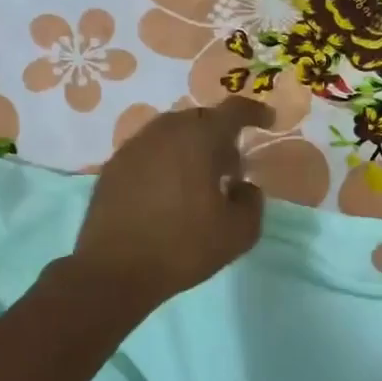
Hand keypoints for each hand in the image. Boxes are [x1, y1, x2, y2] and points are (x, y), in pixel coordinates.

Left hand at [72, 97, 274, 306]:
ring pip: (171, 133)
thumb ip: (252, 202)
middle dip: (220, 135)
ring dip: (191, 147)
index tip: (268, 122)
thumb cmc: (183, 248)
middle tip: (231, 167)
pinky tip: (168, 192)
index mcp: (199, 139)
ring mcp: (133, 147)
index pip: (233, 110)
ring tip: (199, 180)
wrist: (115, 270)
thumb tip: (243, 186)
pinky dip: (165, 161)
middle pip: (200, 119)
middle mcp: (164, 132)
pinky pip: (149, 152)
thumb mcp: (238, 233)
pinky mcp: (113, 167)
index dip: (255, 112)